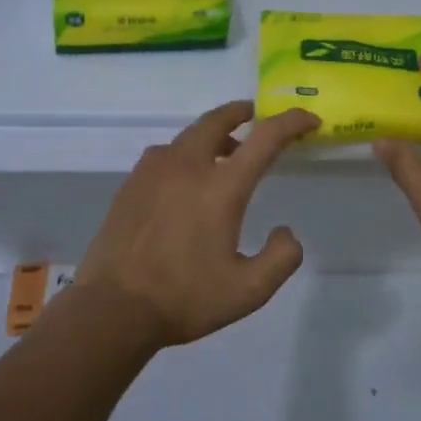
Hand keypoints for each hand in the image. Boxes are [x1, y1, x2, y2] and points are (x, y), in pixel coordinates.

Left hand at [79, 101, 319, 346]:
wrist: (112, 309)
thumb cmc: (184, 298)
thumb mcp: (248, 291)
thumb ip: (280, 258)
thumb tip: (286, 232)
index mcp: (221, 187)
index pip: (265, 138)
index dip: (292, 122)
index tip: (309, 120)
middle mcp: (187, 166)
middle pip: (218, 119)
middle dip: (242, 112)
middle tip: (255, 115)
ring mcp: (153, 171)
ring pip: (189, 135)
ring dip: (213, 134)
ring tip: (224, 154)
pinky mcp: (131, 183)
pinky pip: (165, 154)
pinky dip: (186, 153)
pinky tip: (185, 181)